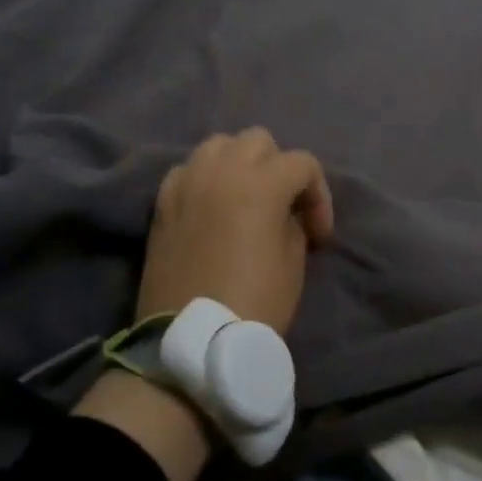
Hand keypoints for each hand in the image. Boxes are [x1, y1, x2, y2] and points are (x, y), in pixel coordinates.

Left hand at [134, 128, 334, 333]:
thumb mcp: (293, 263)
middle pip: (258, 140)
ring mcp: (187, 183)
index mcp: (261, 183)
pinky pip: (186, 170)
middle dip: (277, 166)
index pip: (302, 163)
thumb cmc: (254, 303)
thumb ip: (292, 223)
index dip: (319, 196)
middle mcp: (221, 171)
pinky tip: (209, 206)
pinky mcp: (162, 202)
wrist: (192, 340)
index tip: (317, 234)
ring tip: (244, 196)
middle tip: (282, 205)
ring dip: (238, 162)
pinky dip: (203, 178)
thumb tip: (283, 213)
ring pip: (217, 145)